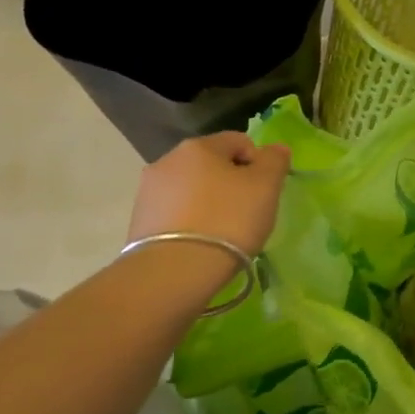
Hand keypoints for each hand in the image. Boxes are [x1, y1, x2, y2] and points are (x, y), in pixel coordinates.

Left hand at [128, 132, 290, 257]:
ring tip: (221, 233)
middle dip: (231, 183)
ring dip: (209, 202)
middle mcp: (168, 160)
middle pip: (212, 165)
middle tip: (246, 214)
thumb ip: (275, 161)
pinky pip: (175, 212)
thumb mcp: (265, 187)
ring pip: (192, 189)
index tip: (264, 193)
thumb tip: (276, 148)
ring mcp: (148, 191)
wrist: (174, 272)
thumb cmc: (228, 221)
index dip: (258, 164)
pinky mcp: (139, 221)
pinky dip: (190, 221)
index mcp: (199, 146)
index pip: (239, 142)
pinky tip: (200, 243)